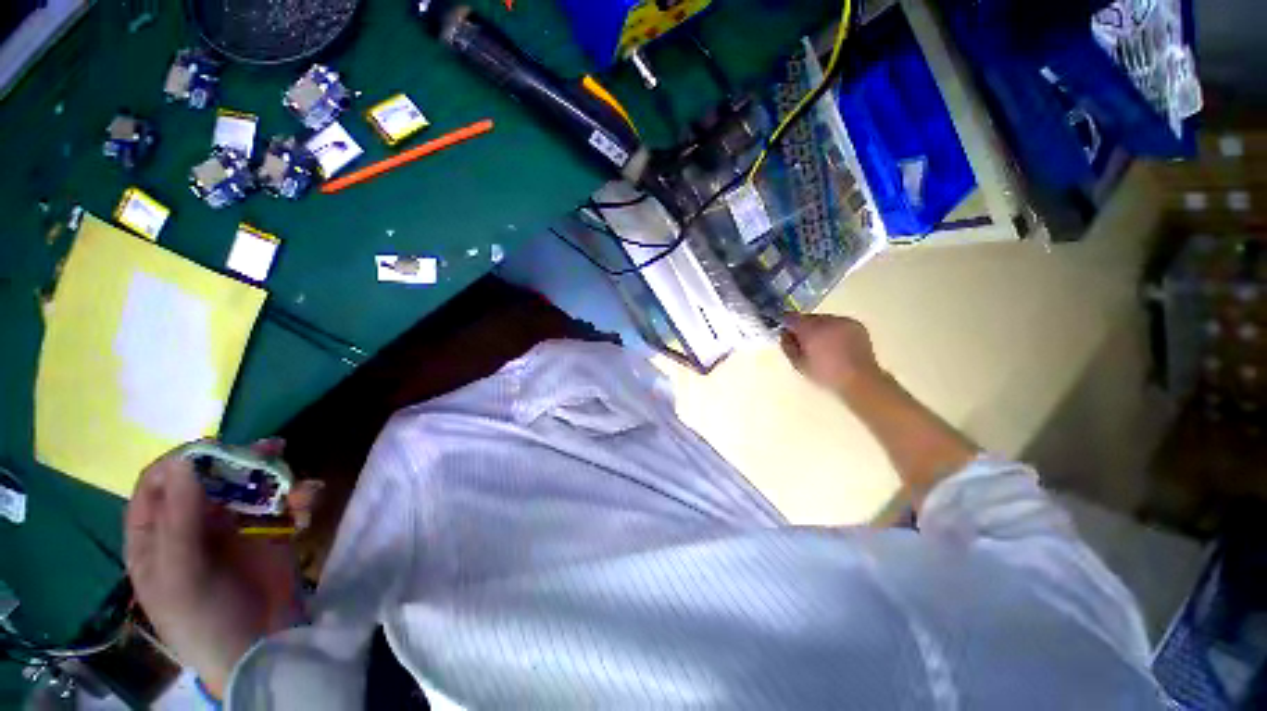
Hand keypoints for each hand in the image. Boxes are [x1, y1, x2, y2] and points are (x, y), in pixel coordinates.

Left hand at [125, 440, 321, 697]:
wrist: (261, 648)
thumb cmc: (205, 618)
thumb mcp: (182, 576)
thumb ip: (180, 521)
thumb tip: (185, 463)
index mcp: (156, 535)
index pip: (157, 484)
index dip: (181, 463)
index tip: (214, 451)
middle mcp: (193, 524)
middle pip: (210, 478)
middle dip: (238, 461)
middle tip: (269, 450)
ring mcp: (234, 528)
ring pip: (252, 486)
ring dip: (276, 476)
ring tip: (296, 476)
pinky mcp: (272, 532)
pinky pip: (285, 504)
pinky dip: (300, 498)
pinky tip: (310, 503)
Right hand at [781, 314, 884, 395]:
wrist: (859, 379)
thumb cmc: (825, 374)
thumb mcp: (798, 364)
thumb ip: (787, 346)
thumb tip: (784, 334)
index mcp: (810, 329)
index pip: (791, 317)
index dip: (786, 324)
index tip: (786, 333)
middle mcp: (826, 320)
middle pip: (808, 318)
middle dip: (804, 327)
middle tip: (805, 343)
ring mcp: (843, 321)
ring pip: (824, 319)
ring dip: (820, 328)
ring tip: (823, 345)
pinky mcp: (856, 324)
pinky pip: (838, 323)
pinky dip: (834, 330)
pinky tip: (837, 344)